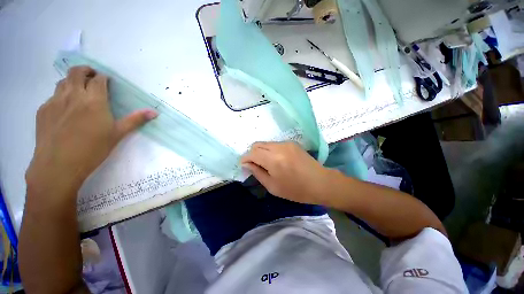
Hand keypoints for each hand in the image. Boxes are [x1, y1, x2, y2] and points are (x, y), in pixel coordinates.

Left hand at [26, 66, 156, 198]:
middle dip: (86, 71)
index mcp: (93, 101)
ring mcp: (55, 101)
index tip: (107, 82)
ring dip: (72, 82)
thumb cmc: (92, 150)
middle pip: (77, 72)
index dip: (104, 78)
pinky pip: (53, 96)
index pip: (99, 80)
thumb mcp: (117, 134)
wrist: (58, 166)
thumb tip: (154, 112)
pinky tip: (65, 110)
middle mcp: (73, 95)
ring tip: (79, 92)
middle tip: (92, 78)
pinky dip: (61, 96)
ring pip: (63, 82)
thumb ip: (135, 120)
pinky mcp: (43, 110)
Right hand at [241, 142, 333, 204]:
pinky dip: (270, 150)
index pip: (252, 153)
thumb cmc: (295, 190)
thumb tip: (246, 164)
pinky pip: (275, 144)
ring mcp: (286, 143)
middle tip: (255, 165)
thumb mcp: (272, 186)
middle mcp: (278, 147)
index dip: (245, 158)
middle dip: (252, 153)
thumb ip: (257, 172)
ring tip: (266, 163)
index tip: (244, 165)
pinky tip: (277, 159)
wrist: (320, 182)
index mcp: (272, 159)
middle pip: (257, 144)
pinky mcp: (291, 143)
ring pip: (265, 143)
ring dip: (261, 151)